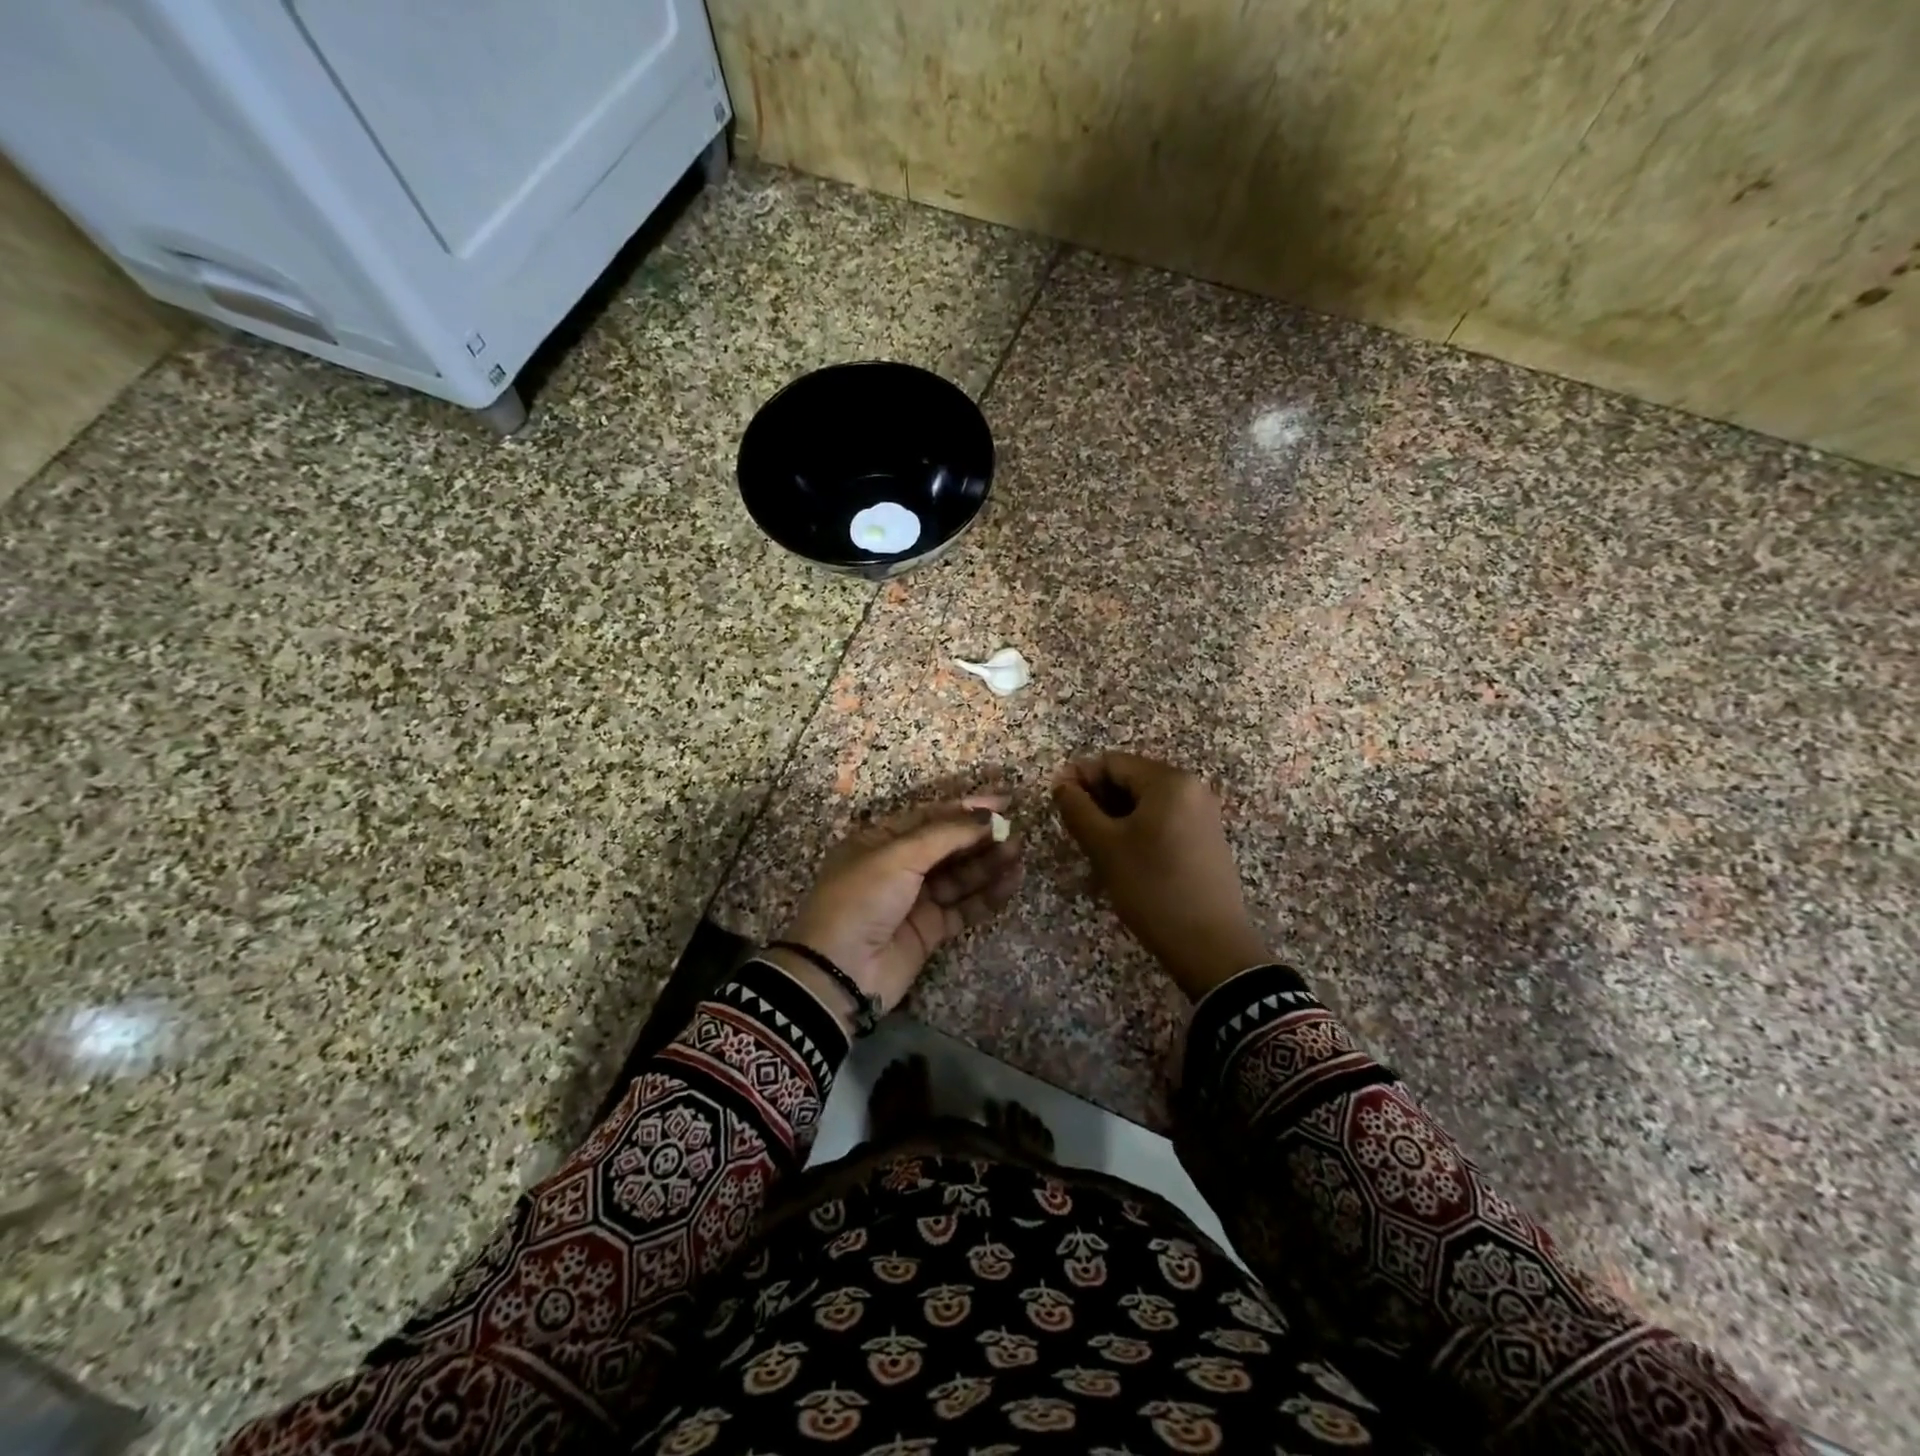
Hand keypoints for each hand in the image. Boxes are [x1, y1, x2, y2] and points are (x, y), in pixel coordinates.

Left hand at [770, 796, 1024, 1028]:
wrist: (838, 972)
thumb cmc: (861, 899)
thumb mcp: (897, 856)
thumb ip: (945, 835)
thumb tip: (985, 817)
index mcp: (879, 840)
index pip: (929, 816)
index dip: (966, 808)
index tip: (1002, 802)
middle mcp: (897, 866)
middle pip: (947, 845)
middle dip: (979, 836)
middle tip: (1014, 830)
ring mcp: (914, 899)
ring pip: (959, 875)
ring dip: (987, 863)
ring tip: (1018, 852)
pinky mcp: (929, 930)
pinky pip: (964, 907)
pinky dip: (987, 895)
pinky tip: (1010, 882)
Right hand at [1052, 752, 1268, 998]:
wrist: (1210, 945)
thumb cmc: (1152, 888)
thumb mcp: (1104, 846)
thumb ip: (1077, 808)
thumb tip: (1061, 782)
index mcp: (1169, 781)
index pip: (1112, 762)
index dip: (1080, 778)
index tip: (1057, 805)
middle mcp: (1191, 787)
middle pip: (1130, 779)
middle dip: (1098, 799)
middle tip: (1075, 831)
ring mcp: (1202, 813)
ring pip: (1145, 802)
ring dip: (1115, 817)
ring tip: (1095, 848)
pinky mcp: (1206, 837)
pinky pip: (1163, 819)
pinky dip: (1137, 830)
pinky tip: (1123, 858)